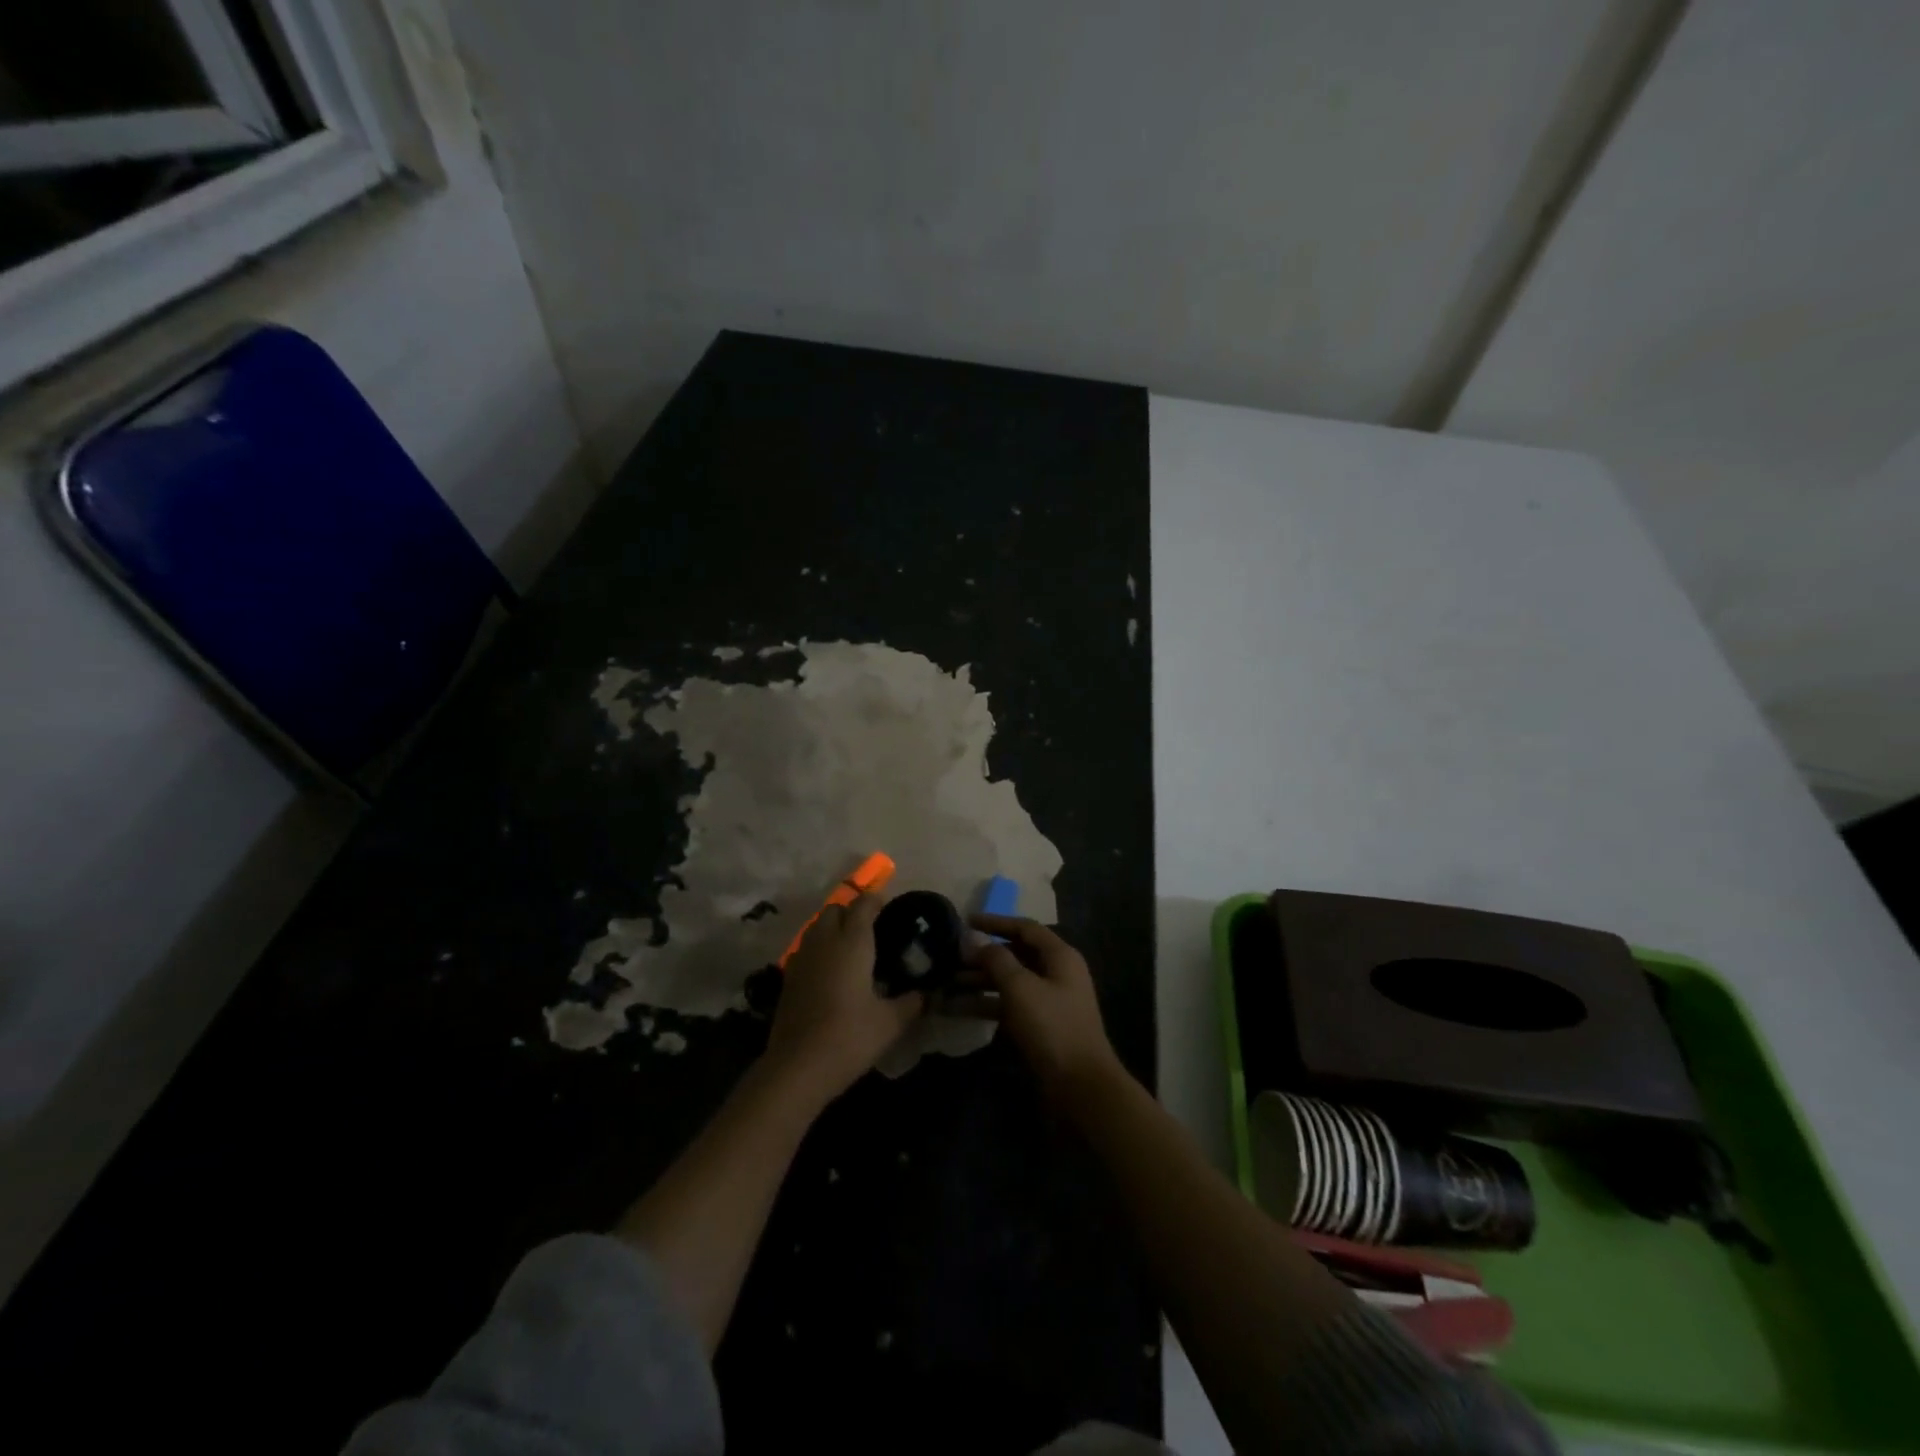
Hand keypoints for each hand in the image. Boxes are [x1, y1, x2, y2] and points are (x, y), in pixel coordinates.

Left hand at [765, 891, 923, 1106]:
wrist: (796, 1068)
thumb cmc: (849, 1038)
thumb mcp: (891, 1023)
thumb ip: (913, 1003)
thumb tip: (928, 994)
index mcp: (851, 942)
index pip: (863, 904)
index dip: (877, 901)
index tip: (890, 910)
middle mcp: (824, 941)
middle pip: (835, 910)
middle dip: (852, 913)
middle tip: (872, 932)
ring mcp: (801, 959)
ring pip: (817, 927)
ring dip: (833, 930)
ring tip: (853, 952)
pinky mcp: (788, 978)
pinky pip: (806, 950)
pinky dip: (820, 951)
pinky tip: (832, 975)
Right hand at [968, 915, 1127, 1115]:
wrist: (1080, 1086)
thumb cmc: (1052, 1028)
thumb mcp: (1021, 988)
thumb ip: (996, 959)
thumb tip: (975, 939)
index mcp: (1060, 956)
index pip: (1025, 928)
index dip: (995, 922)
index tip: (966, 921)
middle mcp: (1056, 973)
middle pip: (1016, 954)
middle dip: (983, 955)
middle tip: (951, 957)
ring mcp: (1048, 1001)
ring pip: (1009, 981)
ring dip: (980, 980)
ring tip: (947, 982)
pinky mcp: (1039, 1026)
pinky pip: (1008, 1005)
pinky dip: (985, 1004)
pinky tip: (957, 1009)